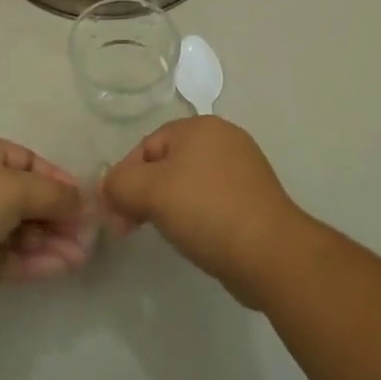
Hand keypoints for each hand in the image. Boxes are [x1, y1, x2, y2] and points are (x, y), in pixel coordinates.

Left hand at [0, 135, 96, 317]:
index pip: (27, 161)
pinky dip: (33, 260)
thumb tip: (83, 200)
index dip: (57, 179)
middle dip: (57, 215)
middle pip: (24, 197)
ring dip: (50, 240)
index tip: (85, 200)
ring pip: (17, 229)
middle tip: (89, 236)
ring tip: (82, 257)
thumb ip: (53, 195)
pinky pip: (7, 255)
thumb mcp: (15, 188)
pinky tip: (61, 267)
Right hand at [101, 117, 307, 306]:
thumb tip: (108, 187)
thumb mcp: (152, 192)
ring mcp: (243, 168)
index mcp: (199, 126)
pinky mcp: (254, 198)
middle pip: (167, 162)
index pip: (146, 146)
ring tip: (164, 235)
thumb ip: (121, 184)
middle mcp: (223, 138)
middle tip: (131, 228)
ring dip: (169, 206)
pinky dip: (197, 216)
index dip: (125, 179)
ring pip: (189, 182)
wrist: (271, 253)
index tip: (115, 216)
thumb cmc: (207, 211)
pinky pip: (212, 200)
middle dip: (144, 193)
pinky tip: (195, 238)